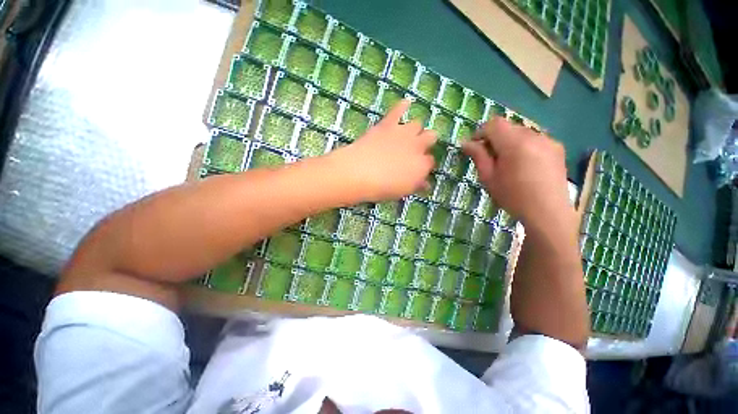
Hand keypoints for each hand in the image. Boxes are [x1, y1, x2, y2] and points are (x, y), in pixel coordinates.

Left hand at [330, 99, 436, 201]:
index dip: (425, 164)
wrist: (360, 172)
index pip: (430, 161)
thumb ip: (416, 185)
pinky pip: (398, 110)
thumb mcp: (403, 190)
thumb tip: (425, 183)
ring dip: (415, 129)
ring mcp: (403, 132)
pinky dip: (402, 106)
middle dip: (426, 142)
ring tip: (407, 134)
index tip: (418, 168)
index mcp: (422, 164)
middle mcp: (417, 145)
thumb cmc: (382, 187)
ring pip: (417, 124)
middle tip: (415, 149)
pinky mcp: (388, 124)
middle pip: (430, 137)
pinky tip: (406, 102)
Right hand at [462, 118, 572, 230]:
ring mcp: (548, 140)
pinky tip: (524, 165)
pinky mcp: (557, 148)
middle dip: (495, 138)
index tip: (475, 147)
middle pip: (508, 127)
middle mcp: (533, 135)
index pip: (494, 124)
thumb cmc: (513, 196)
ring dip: (509, 142)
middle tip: (490, 158)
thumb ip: (478, 156)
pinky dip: (524, 146)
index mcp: (514, 143)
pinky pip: (534, 139)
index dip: (481, 132)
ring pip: (521, 132)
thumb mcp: (489, 177)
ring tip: (508, 163)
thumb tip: (466, 143)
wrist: (547, 212)